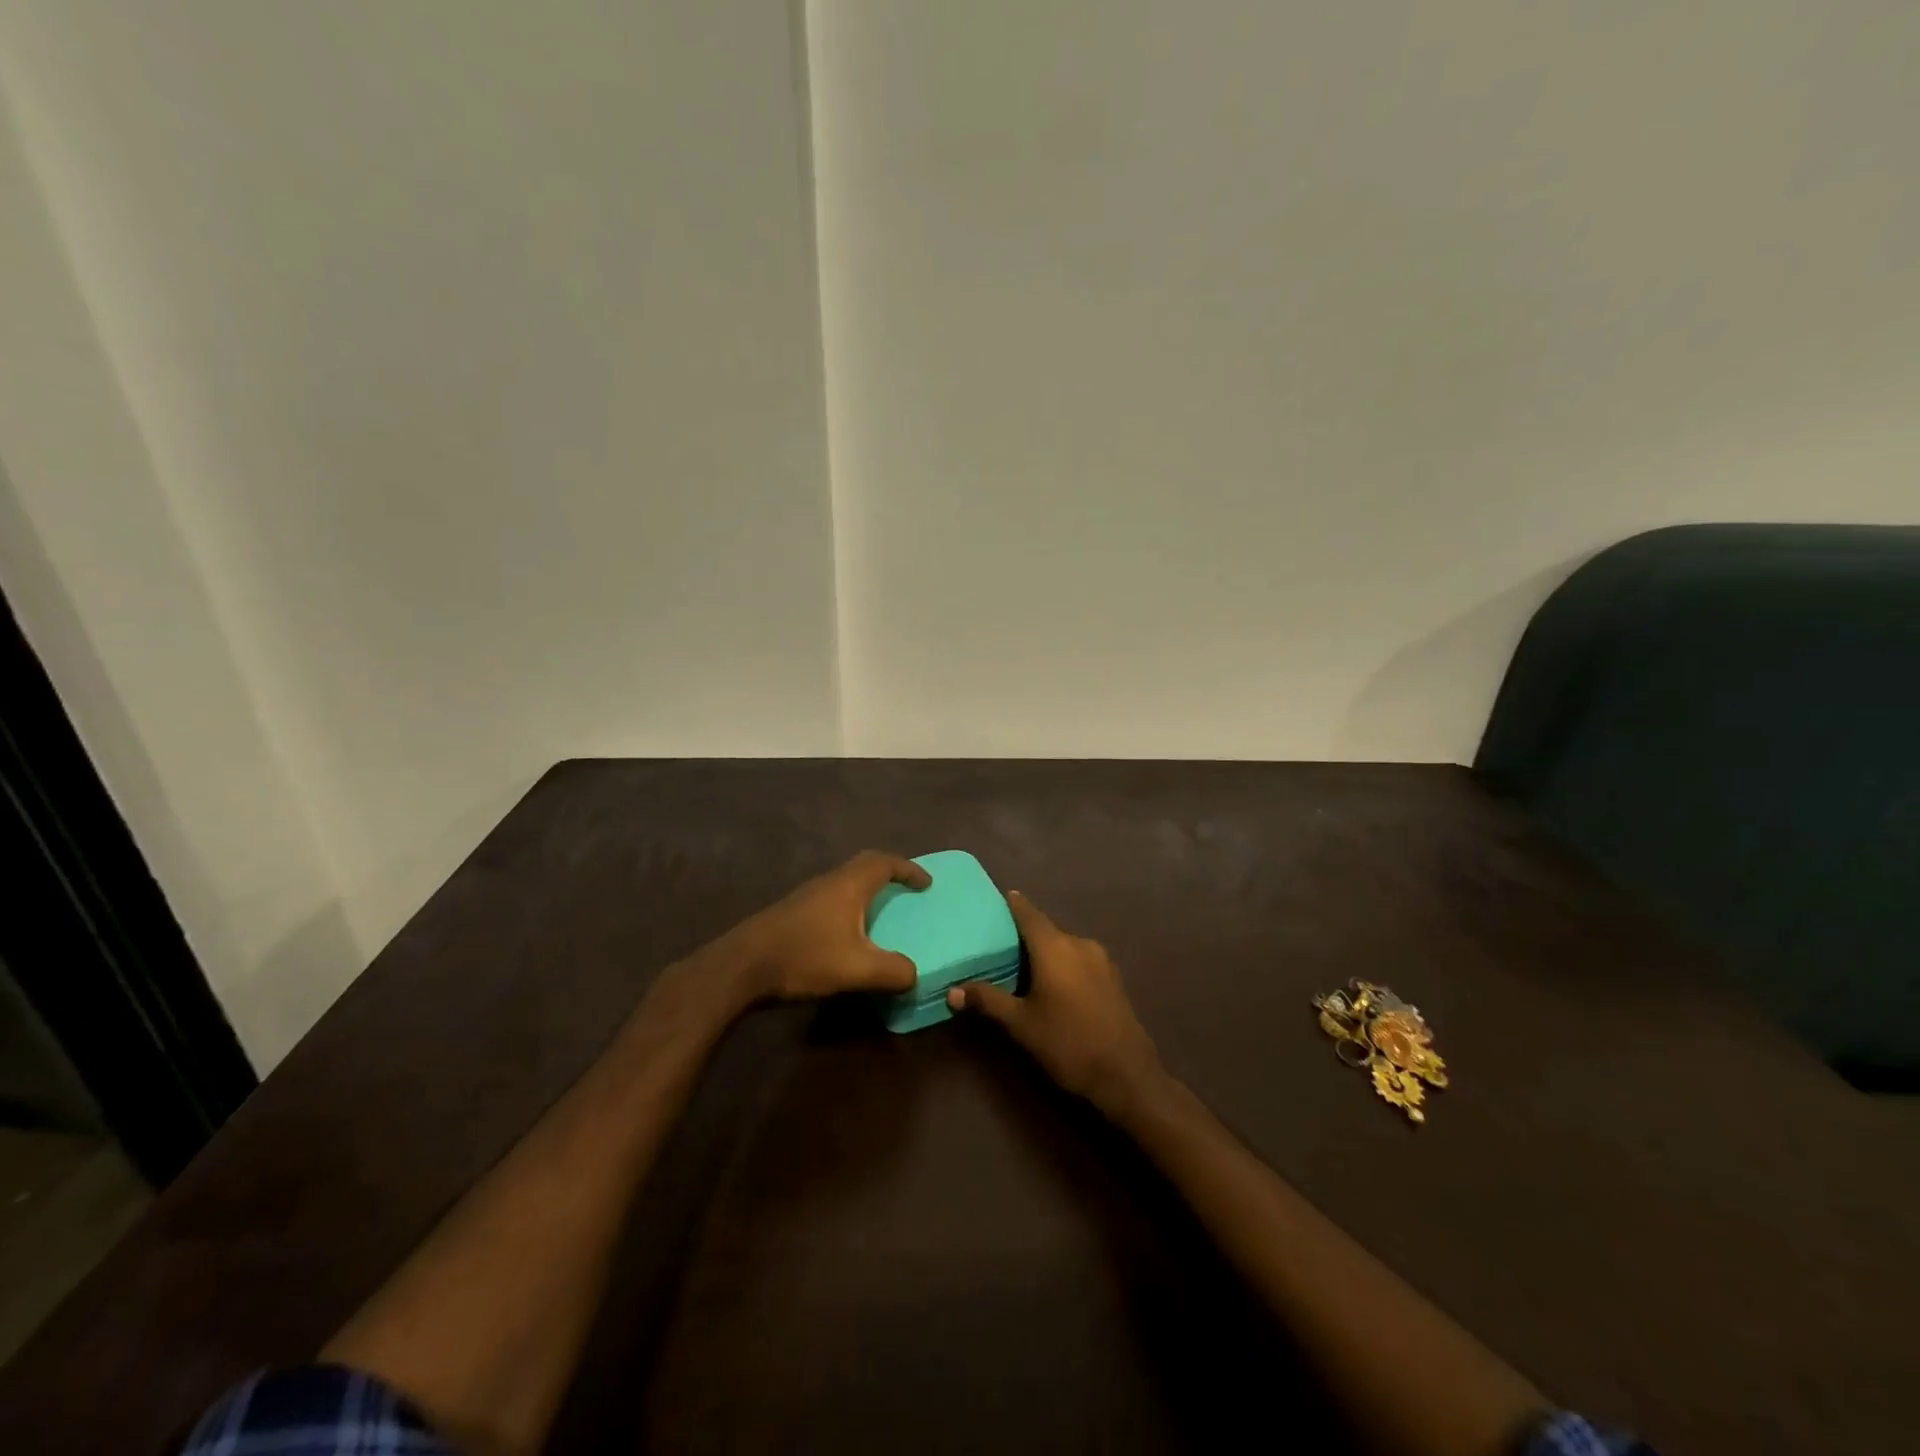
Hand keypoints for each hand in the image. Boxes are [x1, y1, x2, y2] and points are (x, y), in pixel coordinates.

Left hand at [725, 850, 931, 1002]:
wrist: (742, 966)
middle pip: (864, 865)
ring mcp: (807, 895)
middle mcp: (829, 881)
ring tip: (882, 911)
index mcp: (849, 885)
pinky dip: (849, 904)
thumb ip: (893, 971)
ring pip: (845, 881)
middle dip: (889, 873)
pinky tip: (848, 932)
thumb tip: (914, 974)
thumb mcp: (856, 969)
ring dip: (867, 889)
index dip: (909, 869)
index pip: (885, 863)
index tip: (927, 882)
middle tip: (907, 889)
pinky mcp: (792, 912)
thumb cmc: (804, 957)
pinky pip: (832, 896)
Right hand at [948, 891, 1162, 1116]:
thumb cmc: (1067, 1043)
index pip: (1030, 914)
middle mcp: (1080, 944)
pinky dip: (1064, 962)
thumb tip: (951, 991)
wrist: (1126, 1075)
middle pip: (1048, 929)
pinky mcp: (1113, 978)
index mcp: (1055, 947)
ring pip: (1066, 945)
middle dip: (1027, 932)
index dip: (1015, 905)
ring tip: (1024, 963)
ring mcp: (1101, 960)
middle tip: (1002, 940)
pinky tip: (1054, 982)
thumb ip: (988, 1001)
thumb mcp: (1021, 1024)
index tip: (1001, 896)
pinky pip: (1080, 959)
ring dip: (1047, 949)